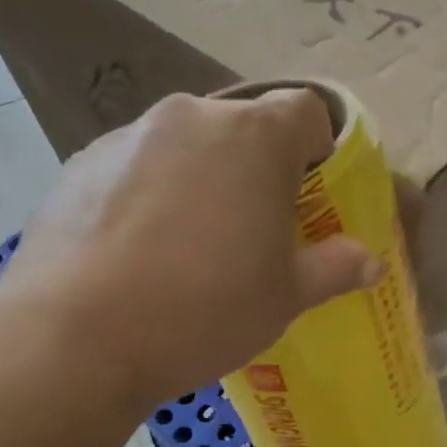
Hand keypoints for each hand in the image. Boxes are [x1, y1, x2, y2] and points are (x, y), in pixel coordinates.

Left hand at [6, 87, 380, 404]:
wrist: (77, 336)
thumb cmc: (205, 309)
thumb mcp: (286, 297)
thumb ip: (334, 268)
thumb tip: (368, 260)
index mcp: (255, 136)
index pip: (306, 110)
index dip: (317, 149)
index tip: (310, 196)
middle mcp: (191, 116)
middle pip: (242, 128)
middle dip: (256, 169)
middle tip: (251, 230)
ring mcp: (128, 135)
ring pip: (185, 147)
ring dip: (200, 180)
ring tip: (188, 248)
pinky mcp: (79, 163)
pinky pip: (134, 168)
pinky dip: (148, 195)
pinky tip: (137, 253)